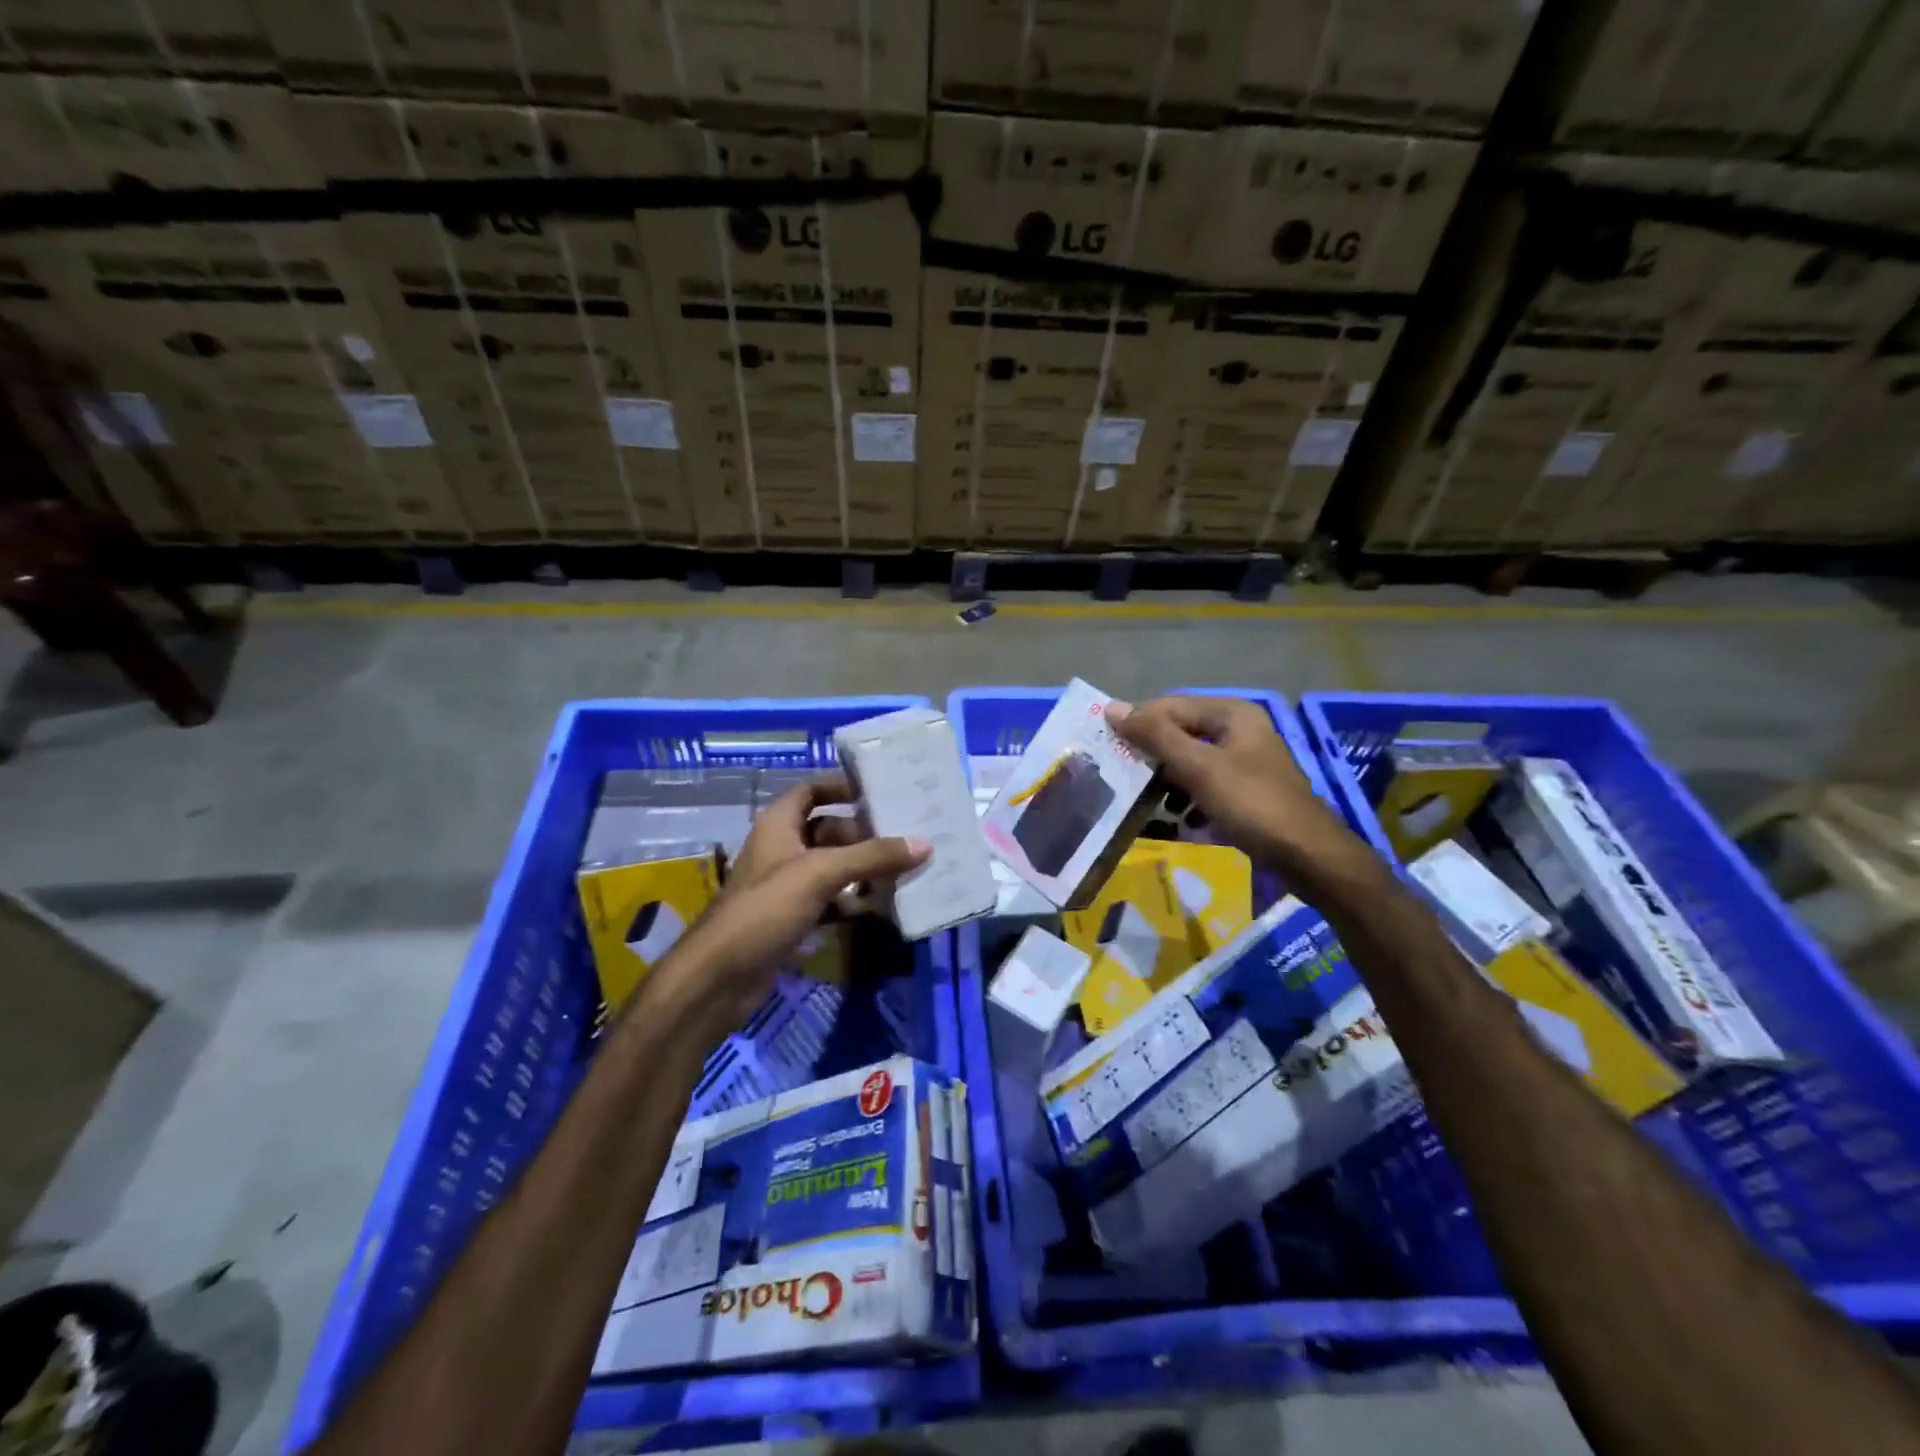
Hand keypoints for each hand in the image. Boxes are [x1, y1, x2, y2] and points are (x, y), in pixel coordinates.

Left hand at [649, 775, 928, 1037]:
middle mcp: (781, 849)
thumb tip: (924, 844)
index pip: (811, 791)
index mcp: (779, 825)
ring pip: (831, 867)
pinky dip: (852, 901)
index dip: (841, 787)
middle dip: (864, 834)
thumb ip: (871, 857)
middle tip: (906, 837)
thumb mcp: (820, 874)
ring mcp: (785, 886)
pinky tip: (880, 907)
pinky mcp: (791, 918)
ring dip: (862, 869)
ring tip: (904, 870)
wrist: (720, 977)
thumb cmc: (766, 909)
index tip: (879, 792)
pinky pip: (829, 900)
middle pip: (828, 830)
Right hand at [1110, 696, 1355, 866]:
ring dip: (1167, 781)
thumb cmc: (1251, 803)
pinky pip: (1205, 786)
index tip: (1107, 747)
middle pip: (1180, 734)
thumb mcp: (1198, 768)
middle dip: (1152, 756)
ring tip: (1146, 802)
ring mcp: (1244, 761)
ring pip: (1190, 762)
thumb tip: (1113, 708)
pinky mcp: (1245, 790)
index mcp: (1231, 713)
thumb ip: (1155, 736)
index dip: (1137, 724)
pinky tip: (1179, 820)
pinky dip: (1189, 800)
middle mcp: (1238, 730)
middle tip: (1121, 778)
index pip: (1170, 706)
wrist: (1307, 856)